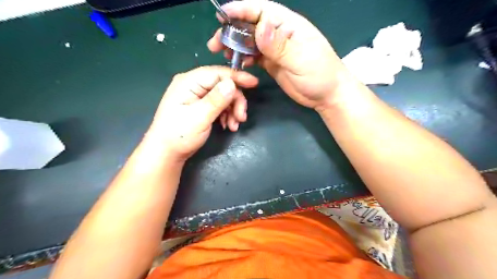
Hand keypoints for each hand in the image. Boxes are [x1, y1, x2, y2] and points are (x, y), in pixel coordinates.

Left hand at [146, 66, 258, 160]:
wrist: (167, 153)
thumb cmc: (179, 135)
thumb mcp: (199, 117)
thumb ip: (216, 100)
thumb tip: (232, 83)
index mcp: (189, 82)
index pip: (217, 73)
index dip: (237, 77)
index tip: (255, 83)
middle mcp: (193, 85)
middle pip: (222, 85)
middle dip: (235, 101)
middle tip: (242, 117)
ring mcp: (197, 96)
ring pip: (223, 96)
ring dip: (233, 110)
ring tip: (235, 125)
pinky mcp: (200, 106)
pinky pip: (219, 105)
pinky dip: (227, 114)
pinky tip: (229, 125)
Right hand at [208, 0, 350, 110]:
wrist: (326, 95)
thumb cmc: (319, 74)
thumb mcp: (301, 59)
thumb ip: (280, 45)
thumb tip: (260, 27)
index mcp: (288, 25)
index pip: (261, 10)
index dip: (241, 10)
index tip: (222, 16)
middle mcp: (279, 34)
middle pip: (251, 26)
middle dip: (232, 31)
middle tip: (216, 44)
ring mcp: (275, 49)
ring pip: (250, 42)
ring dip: (236, 46)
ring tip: (223, 54)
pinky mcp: (272, 63)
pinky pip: (255, 56)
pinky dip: (244, 58)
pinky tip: (238, 63)